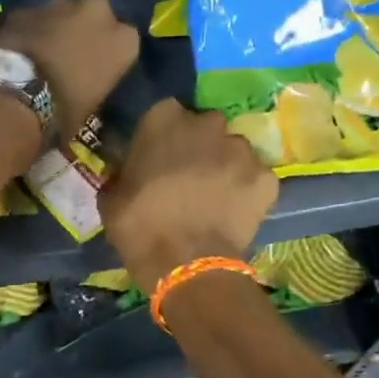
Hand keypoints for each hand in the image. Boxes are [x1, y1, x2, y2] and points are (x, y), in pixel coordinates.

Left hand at [0, 0, 139, 140]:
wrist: (20, 95)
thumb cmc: (67, 109)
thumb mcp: (95, 104)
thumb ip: (98, 83)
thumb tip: (87, 87)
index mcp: (125, 40)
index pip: (125, 42)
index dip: (110, 54)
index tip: (100, 69)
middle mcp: (99, 12)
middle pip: (97, 16)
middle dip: (87, 30)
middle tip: (73, 56)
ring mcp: (61, 4)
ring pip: (65, 12)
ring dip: (59, 26)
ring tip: (45, 52)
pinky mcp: (28, 7)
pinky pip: (35, 18)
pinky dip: (32, 30)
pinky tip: (22, 50)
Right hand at [101, 100, 279, 293]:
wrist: (186, 264)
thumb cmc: (140, 226)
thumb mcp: (112, 197)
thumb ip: (123, 173)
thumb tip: (127, 173)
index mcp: (164, 119)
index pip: (165, 113)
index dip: (164, 136)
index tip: (159, 157)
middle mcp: (207, 123)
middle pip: (205, 127)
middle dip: (199, 146)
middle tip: (188, 177)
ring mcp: (241, 149)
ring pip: (234, 151)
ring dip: (225, 167)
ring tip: (214, 198)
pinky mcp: (266, 178)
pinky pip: (255, 179)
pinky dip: (248, 192)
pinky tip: (234, 213)